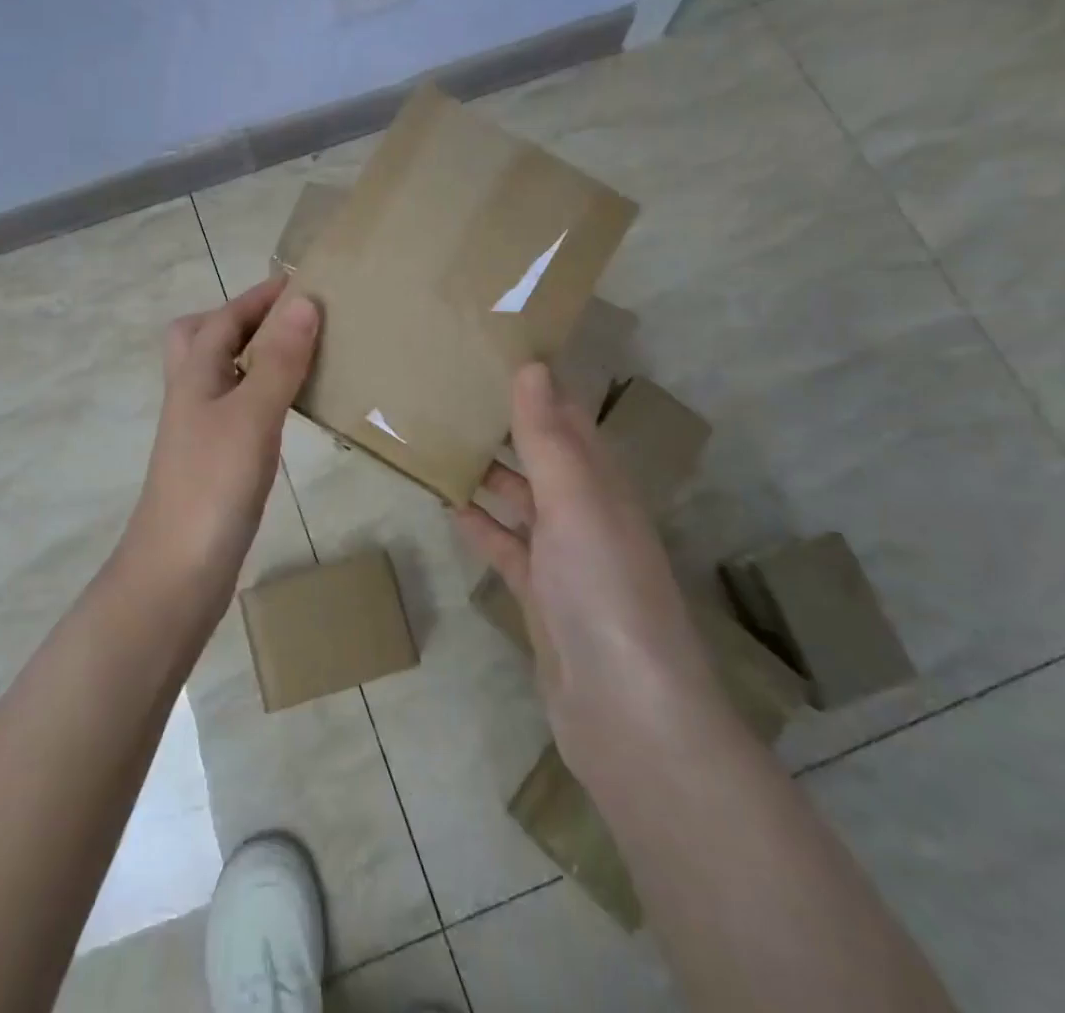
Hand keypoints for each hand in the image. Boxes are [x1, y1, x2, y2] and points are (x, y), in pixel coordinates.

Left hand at [124, 276, 319, 594]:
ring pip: (221, 374)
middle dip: (239, 319)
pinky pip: (236, 406)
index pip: (224, 318)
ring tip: (298, 354)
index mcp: (194, 374)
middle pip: (202, 338)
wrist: (177, 571)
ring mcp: (199, 429)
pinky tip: (285, 410)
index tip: (301, 280)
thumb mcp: (252, 415)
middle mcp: (191, 394)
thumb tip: (304, 300)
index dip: (259, 296)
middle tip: (285, 320)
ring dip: (251, 355)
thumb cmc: (212, 485)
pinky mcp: (212, 459)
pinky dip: (259, 393)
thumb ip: (278, 359)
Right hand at [453, 363, 720, 780]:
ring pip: (521, 499)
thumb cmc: (604, 590)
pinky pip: (505, 546)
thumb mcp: (576, 501)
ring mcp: (564, 559)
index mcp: (604, 485)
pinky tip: (448, 505)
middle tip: (452, 389)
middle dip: (507, 425)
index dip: (539, 385)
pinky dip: (480, 524)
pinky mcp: (540, 596)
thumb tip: (532, 364)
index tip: (496, 348)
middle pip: (543, 457)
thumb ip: (549, 437)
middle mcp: (587, 514)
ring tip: (439, 439)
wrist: (625, 715)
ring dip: (488, 472)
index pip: (569, 420)